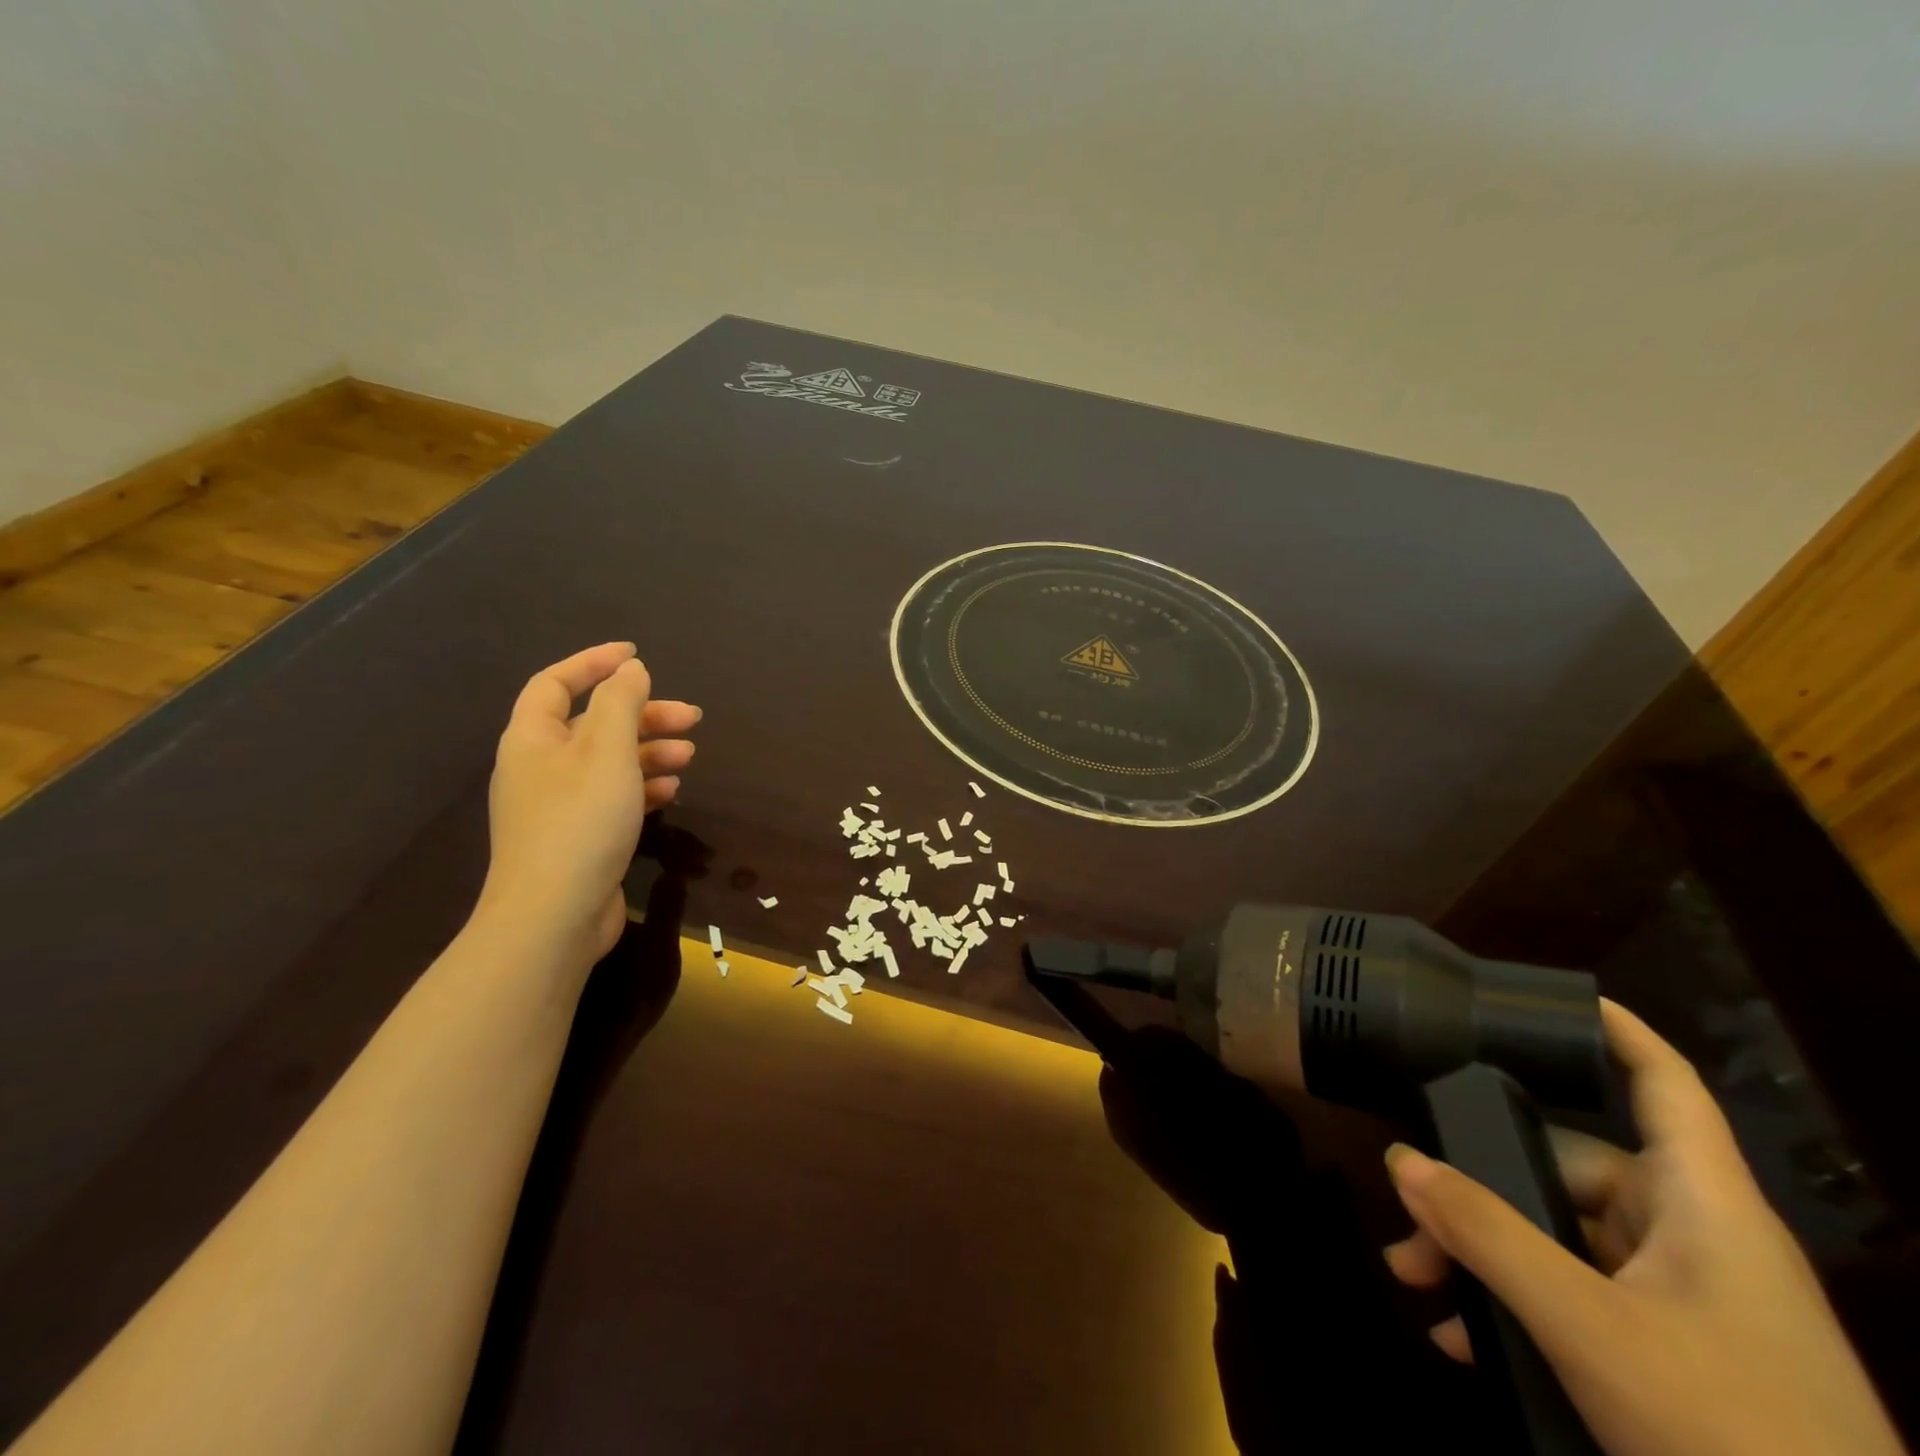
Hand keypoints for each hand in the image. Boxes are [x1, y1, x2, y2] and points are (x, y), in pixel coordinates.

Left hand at [474, 643, 699, 971]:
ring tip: (690, 754)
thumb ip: (621, 704)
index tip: (638, 655)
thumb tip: (630, 670)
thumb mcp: (607, 752)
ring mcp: (557, 804)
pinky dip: (641, 786)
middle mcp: (540, 766)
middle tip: (690, 716)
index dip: (594, 663)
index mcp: (533, 738)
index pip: (556, 682)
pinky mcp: (577, 835)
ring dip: (649, 750)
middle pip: (592, 722)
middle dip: (643, 714)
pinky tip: (671, 790)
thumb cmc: (580, 822)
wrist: (553, 917)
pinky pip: (612, 795)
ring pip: (607, 760)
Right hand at [1383, 1000, 1904, 1455]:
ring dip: (1485, 1258)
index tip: (1554, 997)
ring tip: (1419, 1285)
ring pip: (1561, 1241)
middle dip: (1479, 1191)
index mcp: (1703, 1206)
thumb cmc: (1731, 1435)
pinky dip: (1518, 1309)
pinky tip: (1468, 1343)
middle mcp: (1695, 1239)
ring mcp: (1687, 1304)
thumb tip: (1401, 1158)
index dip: (1617, 1031)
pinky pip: (1577, 1300)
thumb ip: (1487, 1234)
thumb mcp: (1587, 1329)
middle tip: (1411, 1230)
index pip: (1664, 1086)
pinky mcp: (1676, 1359)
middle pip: (1569, 1172)